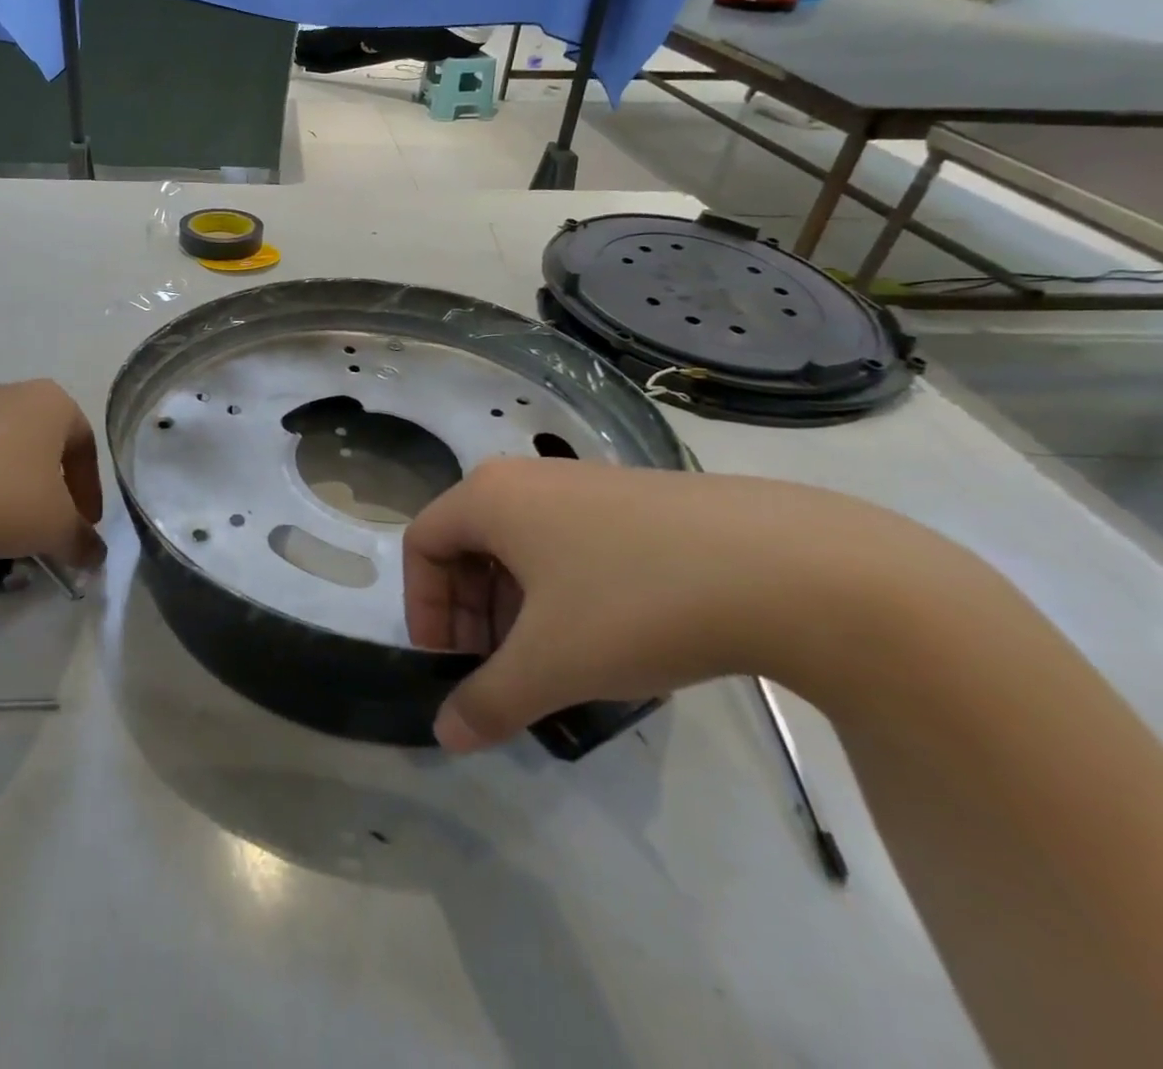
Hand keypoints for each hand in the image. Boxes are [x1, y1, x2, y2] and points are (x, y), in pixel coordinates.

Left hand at [0, 380, 104, 567]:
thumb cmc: (4, 498)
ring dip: (9, 489)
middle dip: (49, 487)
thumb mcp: (56, 528)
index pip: (84, 444)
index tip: (85, 525)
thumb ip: (82, 541)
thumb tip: (94, 556)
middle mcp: (8, 394)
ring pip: (0, 451)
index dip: (90, 489)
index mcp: (51, 403)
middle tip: (48, 526)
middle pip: (41, 443)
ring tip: (2, 530)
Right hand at [402, 460, 923, 750]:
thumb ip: (488, 701)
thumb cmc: (636, 603)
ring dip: (514, 605)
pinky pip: (567, 542)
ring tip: (551, 660)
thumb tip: (445, 735)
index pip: (421, 544)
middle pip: (466, 543)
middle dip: (469, 612)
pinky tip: (604, 636)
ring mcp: (583, 484)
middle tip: (497, 669)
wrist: (792, 569)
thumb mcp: (552, 664)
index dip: (423, 608)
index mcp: (488, 496)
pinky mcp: (634, 501)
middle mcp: (525, 478)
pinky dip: (560, 590)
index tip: (451, 664)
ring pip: (519, 546)